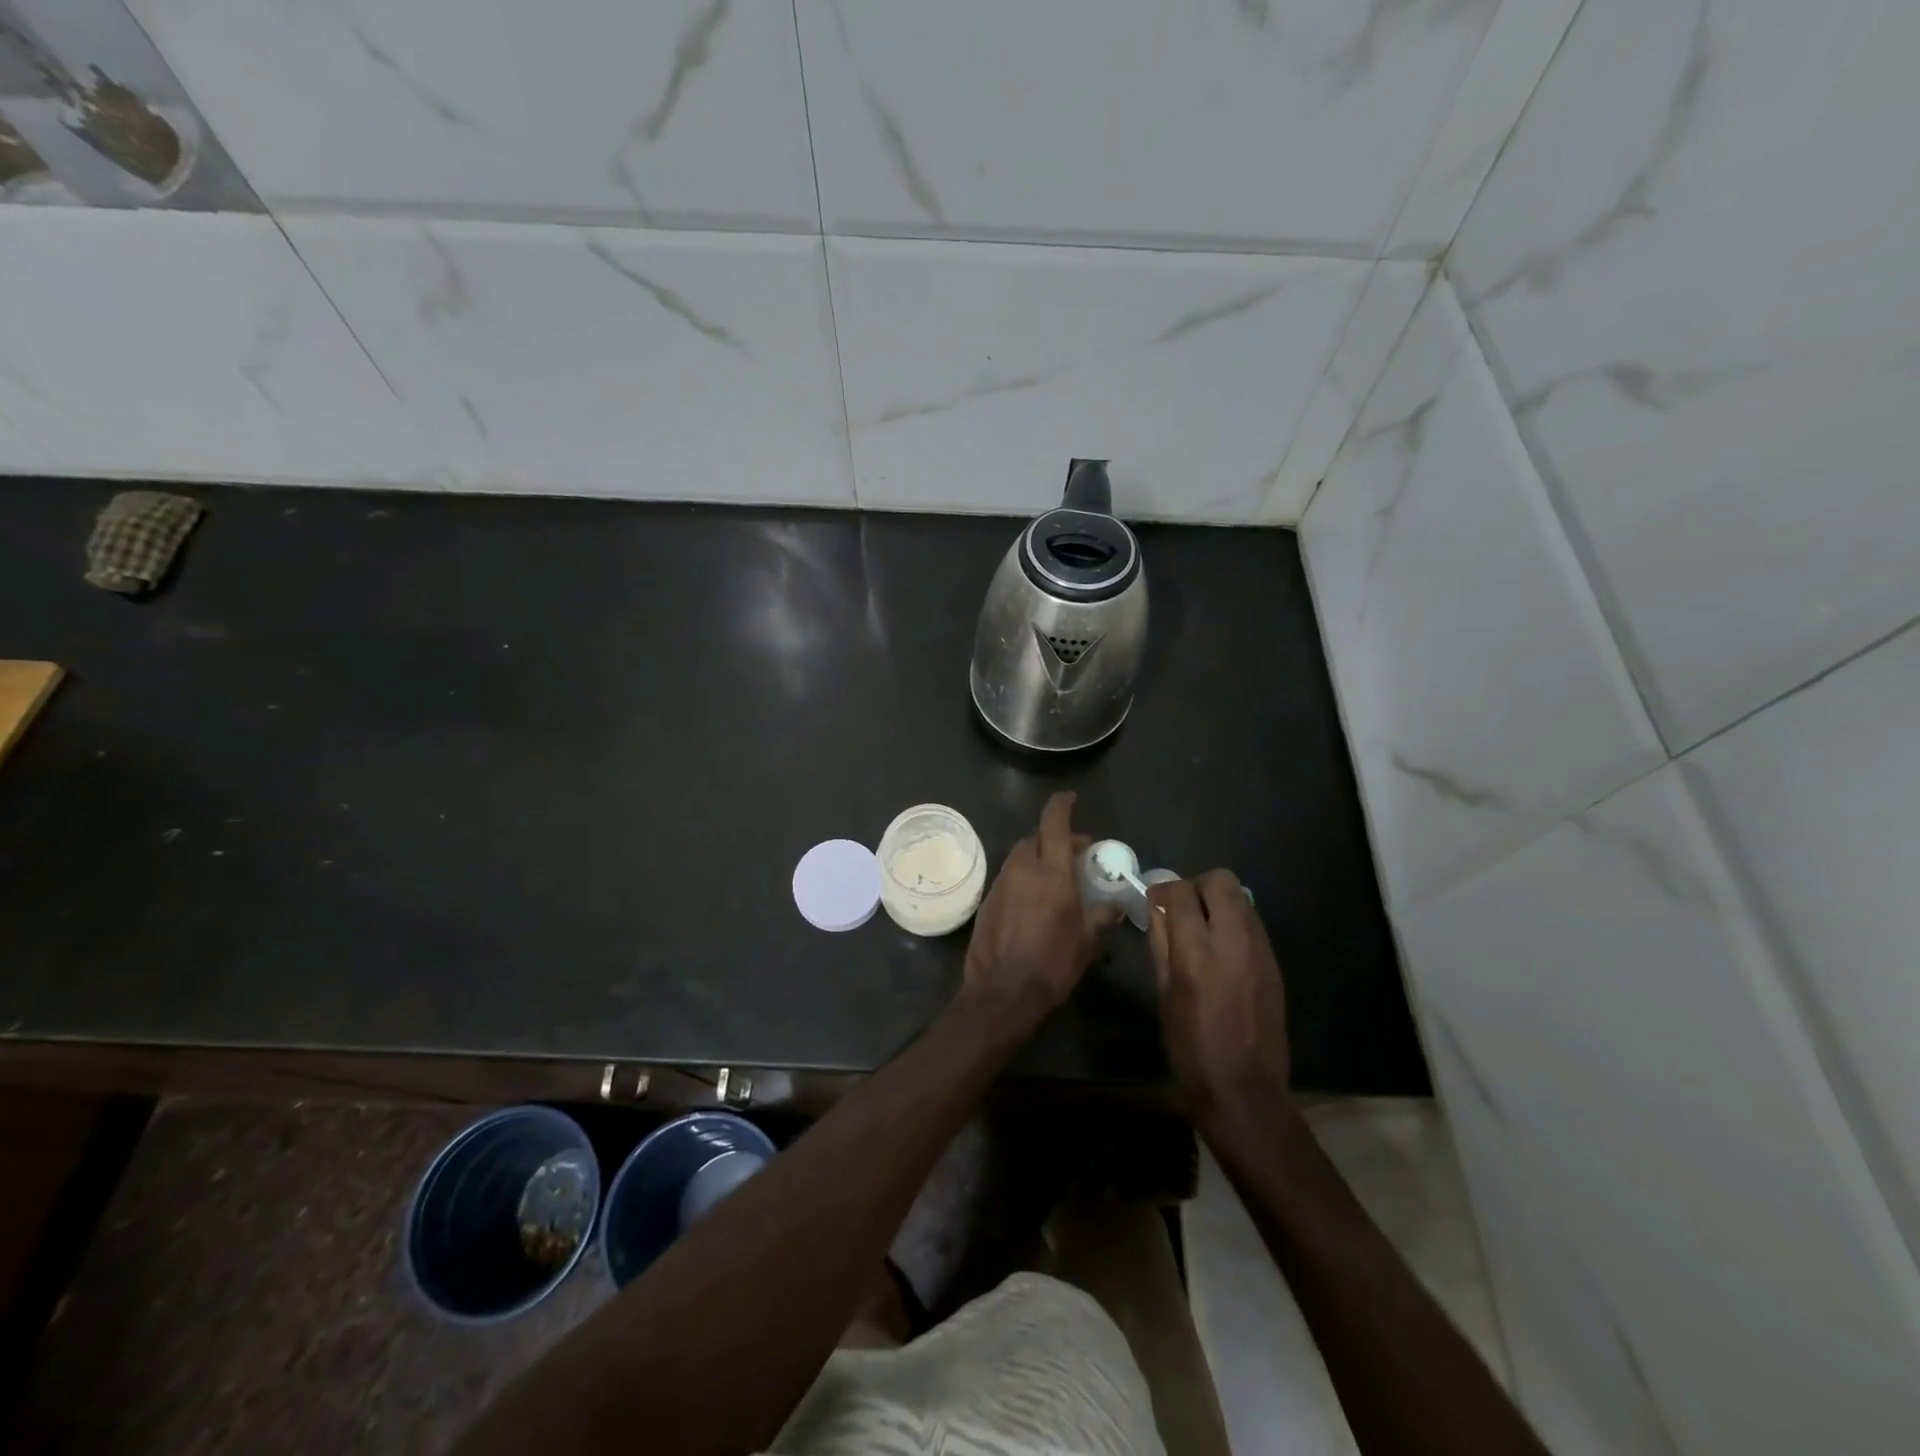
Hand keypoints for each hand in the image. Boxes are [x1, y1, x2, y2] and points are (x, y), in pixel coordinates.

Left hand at [962, 791, 1105, 1021]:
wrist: (1002, 992)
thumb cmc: (1052, 964)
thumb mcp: (1087, 941)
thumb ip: (1101, 916)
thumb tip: (1115, 905)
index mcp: (1052, 871)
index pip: (1054, 822)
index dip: (1062, 804)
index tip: (1071, 798)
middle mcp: (1023, 868)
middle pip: (1037, 837)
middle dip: (1055, 838)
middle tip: (1075, 854)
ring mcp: (1001, 883)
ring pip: (1020, 856)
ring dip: (1039, 857)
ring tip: (1056, 877)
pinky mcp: (987, 900)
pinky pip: (1009, 877)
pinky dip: (1023, 877)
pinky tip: (1033, 900)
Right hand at [1147, 870, 1289, 1121]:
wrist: (1243, 1090)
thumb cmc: (1190, 1048)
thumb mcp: (1164, 995)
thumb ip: (1161, 945)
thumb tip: (1157, 911)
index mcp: (1196, 953)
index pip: (1180, 893)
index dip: (1163, 891)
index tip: (1155, 903)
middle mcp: (1233, 942)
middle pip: (1221, 881)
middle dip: (1197, 886)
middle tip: (1183, 909)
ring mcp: (1260, 952)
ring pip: (1242, 898)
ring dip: (1218, 902)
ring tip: (1203, 929)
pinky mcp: (1274, 964)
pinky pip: (1254, 924)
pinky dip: (1235, 923)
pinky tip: (1223, 951)